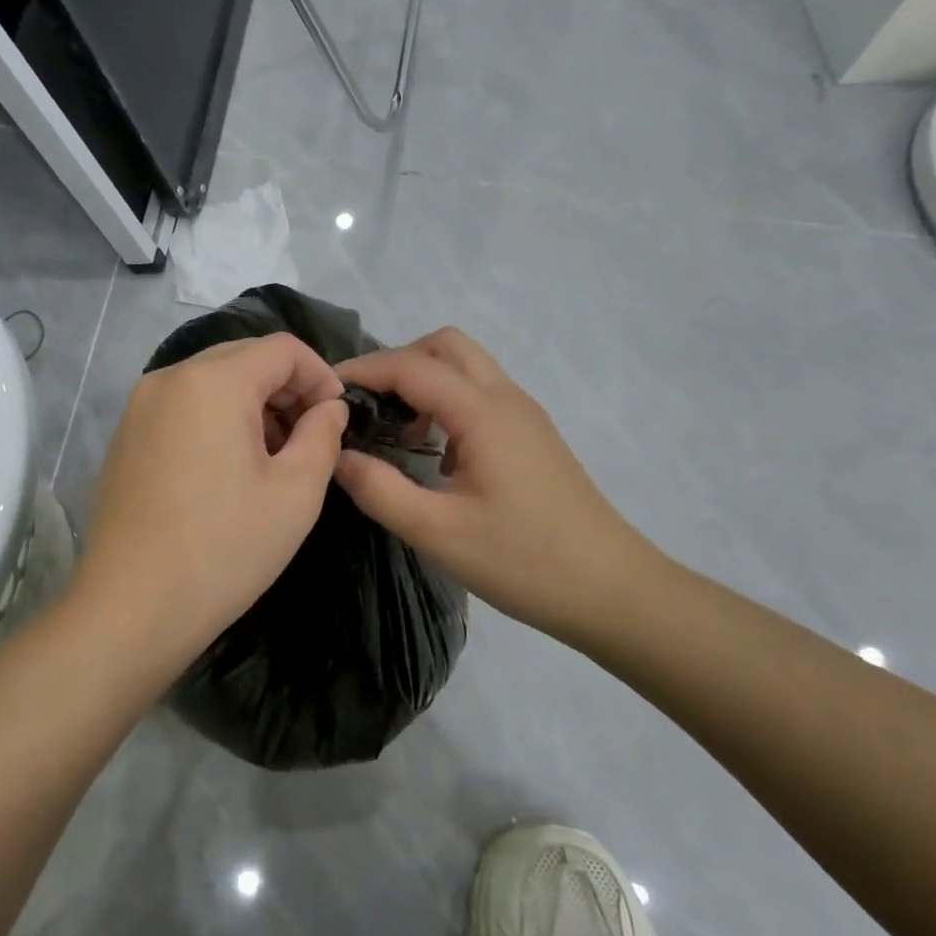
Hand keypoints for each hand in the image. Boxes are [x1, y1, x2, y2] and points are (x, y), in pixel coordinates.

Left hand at [71, 333, 348, 675]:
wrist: (131, 609)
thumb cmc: (224, 549)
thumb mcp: (296, 493)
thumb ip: (323, 435)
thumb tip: (329, 409)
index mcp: (212, 382)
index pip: (282, 349)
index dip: (321, 376)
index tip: (337, 420)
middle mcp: (168, 379)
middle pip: (244, 358)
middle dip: (287, 390)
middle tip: (310, 439)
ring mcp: (139, 408)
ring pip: (212, 382)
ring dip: (253, 406)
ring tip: (273, 459)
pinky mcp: (125, 438)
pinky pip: (183, 407)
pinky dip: (217, 421)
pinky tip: (229, 471)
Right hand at [334, 329, 663, 647]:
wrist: (611, 589)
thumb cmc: (523, 561)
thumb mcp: (438, 532)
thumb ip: (380, 490)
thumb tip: (338, 457)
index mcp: (482, 412)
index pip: (411, 366)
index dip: (363, 370)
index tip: (324, 392)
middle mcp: (506, 399)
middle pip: (445, 346)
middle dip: (398, 363)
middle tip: (366, 406)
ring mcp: (525, 416)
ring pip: (467, 368)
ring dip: (424, 382)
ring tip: (395, 430)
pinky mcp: (533, 437)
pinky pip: (481, 395)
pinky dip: (447, 403)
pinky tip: (435, 454)